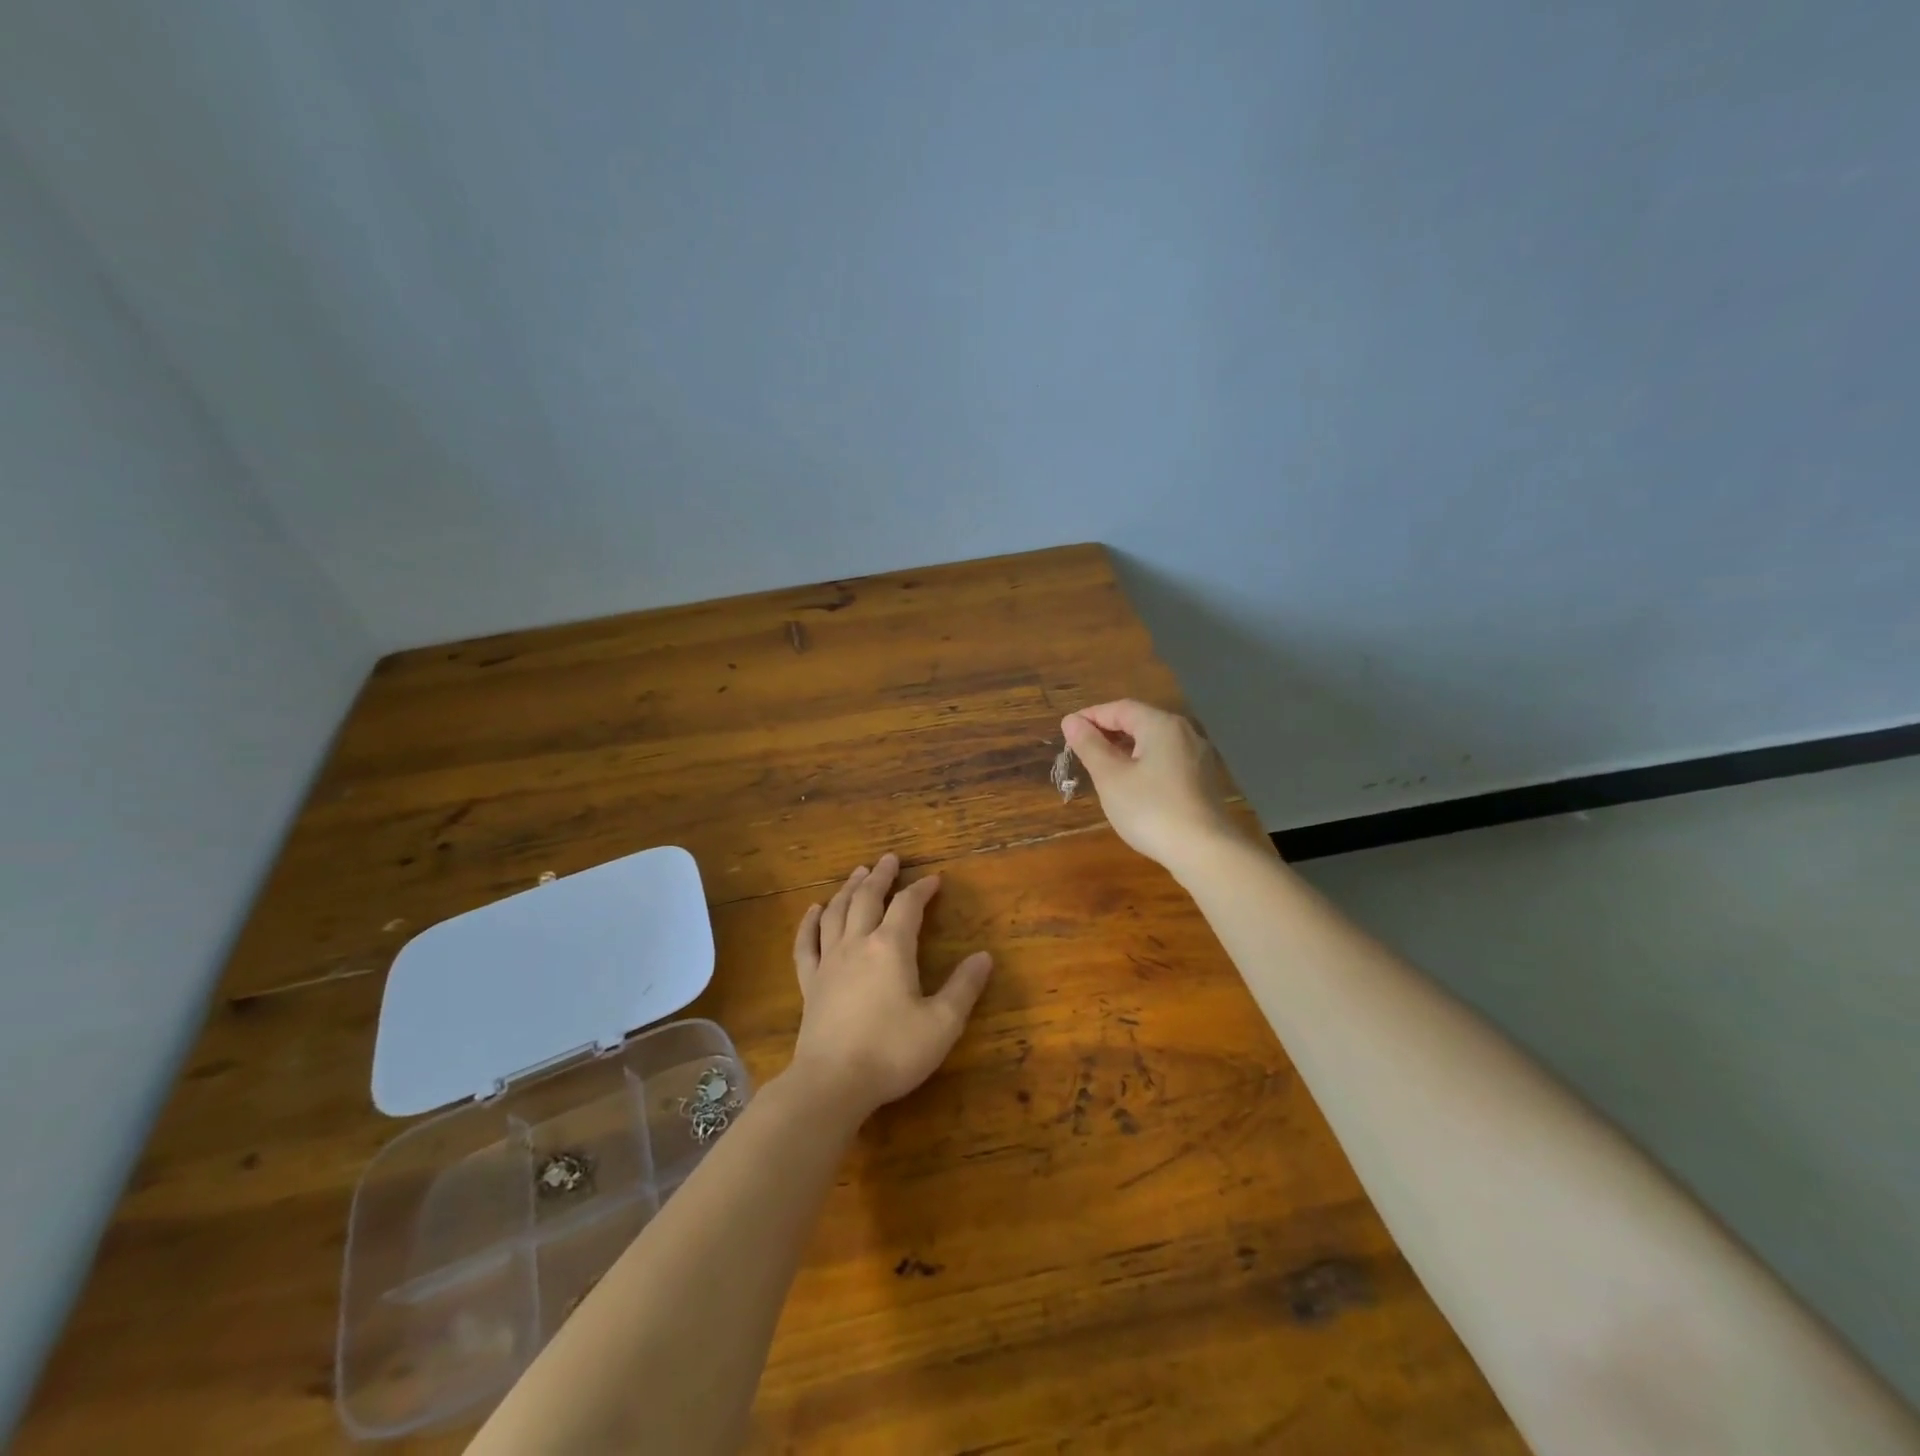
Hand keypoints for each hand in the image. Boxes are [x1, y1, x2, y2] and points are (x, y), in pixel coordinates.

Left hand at [787, 853, 993, 1121]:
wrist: (832, 1083)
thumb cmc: (892, 1052)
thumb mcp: (942, 1024)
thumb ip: (964, 988)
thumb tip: (984, 957)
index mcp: (891, 948)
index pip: (908, 906)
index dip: (922, 889)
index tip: (934, 879)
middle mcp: (857, 944)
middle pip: (867, 898)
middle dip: (881, 876)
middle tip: (890, 859)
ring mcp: (829, 962)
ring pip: (837, 912)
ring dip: (849, 889)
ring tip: (858, 872)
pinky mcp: (809, 983)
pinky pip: (807, 943)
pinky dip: (810, 922)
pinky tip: (813, 910)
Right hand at [1061, 700, 1240, 873]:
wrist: (1204, 851)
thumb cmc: (1150, 809)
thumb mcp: (1110, 777)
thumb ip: (1089, 746)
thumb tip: (1071, 721)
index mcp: (1161, 725)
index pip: (1119, 708)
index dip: (1091, 716)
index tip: (1067, 730)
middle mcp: (1183, 733)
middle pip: (1139, 722)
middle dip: (1107, 731)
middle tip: (1080, 749)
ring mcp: (1197, 757)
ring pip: (1153, 742)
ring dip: (1124, 748)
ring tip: (1100, 766)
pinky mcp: (1202, 780)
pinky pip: (1165, 760)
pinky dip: (1142, 763)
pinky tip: (1130, 784)